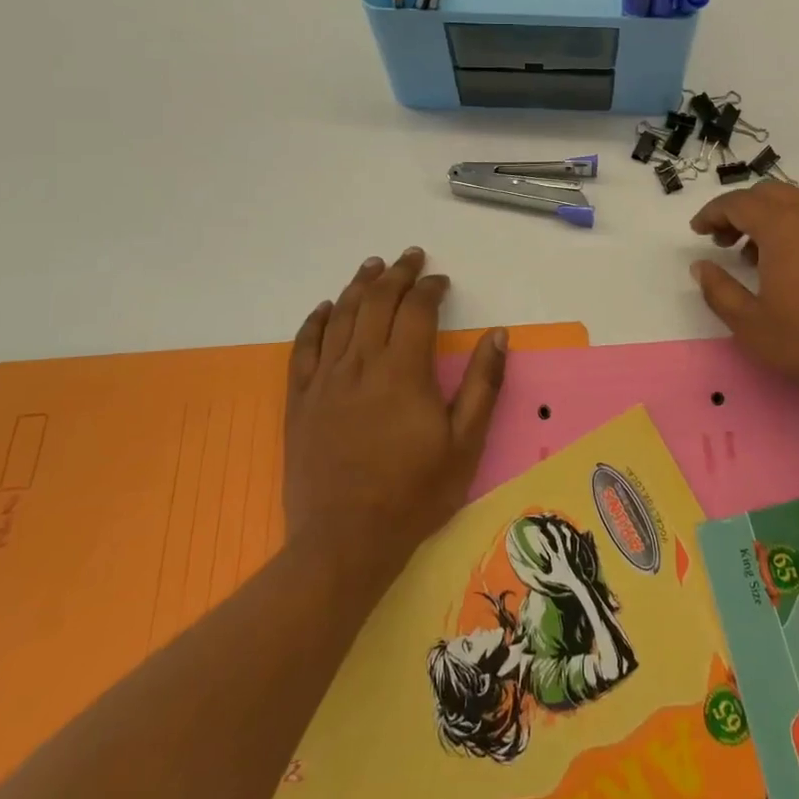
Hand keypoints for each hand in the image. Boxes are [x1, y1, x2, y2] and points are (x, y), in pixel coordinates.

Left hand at [283, 249, 505, 580]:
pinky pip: (303, 348)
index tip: (441, 281)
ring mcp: (326, 381)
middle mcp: (361, 364)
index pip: (417, 310)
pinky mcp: (300, 401)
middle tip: (410, 257)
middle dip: (397, 274)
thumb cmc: (414, 495)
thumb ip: (482, 385)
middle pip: (377, 302)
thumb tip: (497, 335)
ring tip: (372, 266)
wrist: (344, 542)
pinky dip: (314, 322)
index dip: (430, 288)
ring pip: (340, 316)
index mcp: (403, 371)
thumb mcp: (465, 444)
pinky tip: (323, 308)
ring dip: (358, 286)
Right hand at [689, 183, 798, 411]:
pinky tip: (791, 263)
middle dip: (739, 210)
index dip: (712, 213)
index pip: (738, 203)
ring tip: (753, 254)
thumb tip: (701, 266)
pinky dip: (794, 226)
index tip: (697, 231)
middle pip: (767, 193)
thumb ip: (718, 290)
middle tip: (722, 240)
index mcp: (783, 227)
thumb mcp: (750, 324)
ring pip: (795, 202)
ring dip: (767, 217)